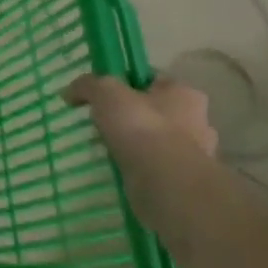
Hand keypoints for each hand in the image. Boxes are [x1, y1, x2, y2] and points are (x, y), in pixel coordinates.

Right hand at [65, 73, 216, 234]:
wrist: (166, 186)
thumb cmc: (143, 128)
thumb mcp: (105, 93)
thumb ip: (87, 85)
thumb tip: (70, 92)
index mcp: (185, 94)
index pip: (154, 81)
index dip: (128, 84)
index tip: (105, 95)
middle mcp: (197, 123)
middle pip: (156, 113)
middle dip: (133, 118)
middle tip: (104, 123)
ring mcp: (193, 157)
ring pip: (156, 144)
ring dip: (135, 147)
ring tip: (105, 149)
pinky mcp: (182, 184)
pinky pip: (154, 170)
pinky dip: (138, 171)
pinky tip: (116, 170)